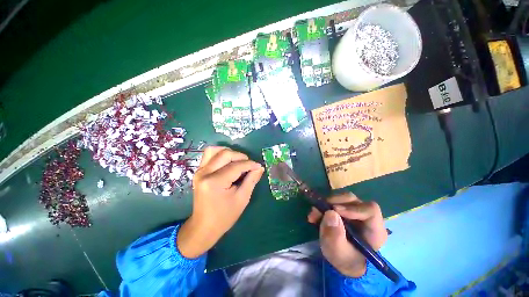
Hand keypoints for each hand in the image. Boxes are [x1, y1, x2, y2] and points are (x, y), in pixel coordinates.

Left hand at [177, 147, 263, 257]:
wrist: (203, 226)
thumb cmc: (224, 216)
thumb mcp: (242, 199)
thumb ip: (251, 180)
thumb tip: (260, 167)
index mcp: (215, 182)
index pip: (236, 166)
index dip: (250, 164)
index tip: (259, 166)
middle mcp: (204, 173)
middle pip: (225, 154)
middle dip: (241, 157)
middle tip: (249, 164)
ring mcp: (199, 171)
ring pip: (215, 150)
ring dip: (229, 152)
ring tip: (238, 161)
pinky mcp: (199, 171)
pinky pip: (209, 155)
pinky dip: (220, 154)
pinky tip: (228, 161)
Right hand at [307, 192, 386, 277]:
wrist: (343, 261)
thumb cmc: (345, 260)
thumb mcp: (338, 253)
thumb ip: (335, 236)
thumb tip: (330, 213)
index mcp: (374, 230)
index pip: (370, 210)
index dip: (352, 208)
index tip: (335, 210)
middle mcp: (366, 217)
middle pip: (353, 200)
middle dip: (334, 202)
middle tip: (319, 210)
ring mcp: (355, 211)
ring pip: (342, 199)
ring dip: (326, 203)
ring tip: (314, 215)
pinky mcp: (345, 210)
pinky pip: (334, 201)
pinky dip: (323, 206)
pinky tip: (315, 215)